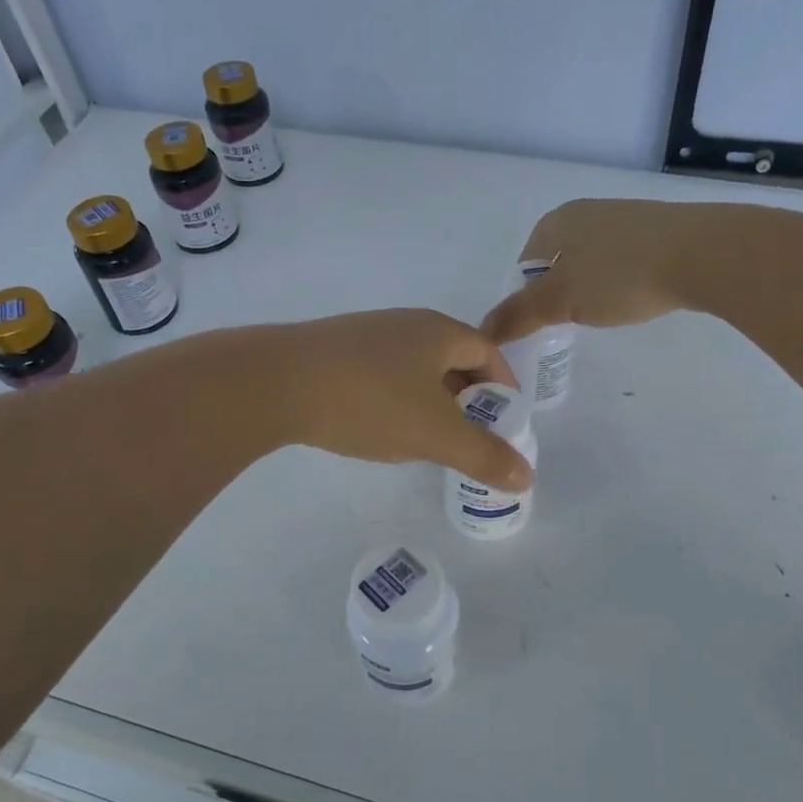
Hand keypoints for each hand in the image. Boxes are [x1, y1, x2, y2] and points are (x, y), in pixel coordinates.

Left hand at [269, 309, 533, 490]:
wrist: (275, 382)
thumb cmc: (370, 401)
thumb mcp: (435, 434)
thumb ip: (484, 455)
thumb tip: (528, 477)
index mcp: (439, 331)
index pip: (487, 352)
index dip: (503, 386)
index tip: (505, 421)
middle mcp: (405, 324)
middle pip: (451, 357)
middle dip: (467, 396)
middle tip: (470, 435)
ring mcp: (365, 334)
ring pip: (413, 367)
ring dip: (429, 399)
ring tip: (427, 437)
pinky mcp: (333, 350)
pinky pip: (380, 373)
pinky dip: (394, 398)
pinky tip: (378, 426)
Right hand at [483, 199, 710, 343]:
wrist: (702, 254)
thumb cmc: (619, 275)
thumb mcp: (559, 301)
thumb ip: (518, 315)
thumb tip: (483, 330)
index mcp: (557, 221)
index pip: (526, 264)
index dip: (526, 297)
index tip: (542, 324)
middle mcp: (587, 212)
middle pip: (558, 262)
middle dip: (559, 293)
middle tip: (571, 323)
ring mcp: (625, 218)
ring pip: (592, 261)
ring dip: (591, 288)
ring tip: (605, 313)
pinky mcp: (658, 230)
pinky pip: (624, 260)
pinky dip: (621, 281)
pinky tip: (635, 298)